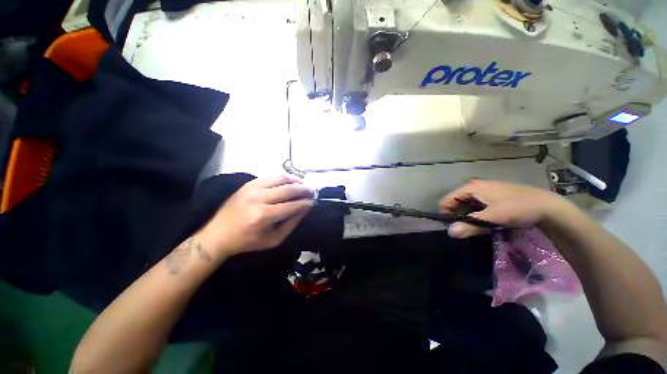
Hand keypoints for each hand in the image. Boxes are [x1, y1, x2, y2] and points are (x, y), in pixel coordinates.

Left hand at [199, 175, 313, 258]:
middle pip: (288, 189)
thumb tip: (305, 208)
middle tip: (312, 191)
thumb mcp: (273, 240)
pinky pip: (270, 176)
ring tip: (303, 184)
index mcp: (264, 216)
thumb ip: (291, 224)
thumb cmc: (247, 241)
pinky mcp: (248, 184)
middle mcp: (259, 198)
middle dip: (304, 189)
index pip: (292, 205)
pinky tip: (289, 181)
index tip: (313, 202)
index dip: (305, 203)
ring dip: (295, 180)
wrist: (218, 234)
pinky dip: (283, 177)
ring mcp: (252, 188)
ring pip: (280, 178)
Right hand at [439, 179, 569, 237]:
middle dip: (457, 215)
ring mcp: (484, 190)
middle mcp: (475, 186)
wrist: (546, 206)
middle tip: (465, 229)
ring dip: (467, 216)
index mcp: (471, 187)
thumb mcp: (492, 218)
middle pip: (456, 202)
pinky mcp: (492, 196)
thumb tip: (450, 232)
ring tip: (475, 226)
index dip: (446, 213)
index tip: (452, 226)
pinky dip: (476, 213)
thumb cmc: (517, 208)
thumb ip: (470, 224)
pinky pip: (476, 205)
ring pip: (466, 204)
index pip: (447, 200)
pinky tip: (484, 221)